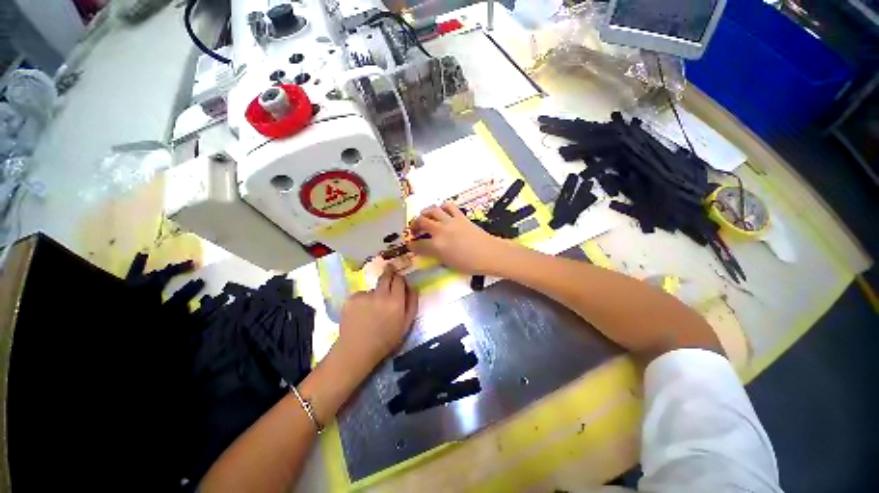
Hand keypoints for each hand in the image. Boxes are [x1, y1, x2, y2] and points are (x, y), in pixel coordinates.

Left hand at [336, 266, 417, 373]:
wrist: (357, 351)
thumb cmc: (386, 340)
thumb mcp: (406, 325)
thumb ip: (412, 303)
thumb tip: (412, 287)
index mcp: (395, 301)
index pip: (399, 279)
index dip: (400, 279)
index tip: (399, 281)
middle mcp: (380, 295)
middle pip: (386, 276)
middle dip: (389, 273)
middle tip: (389, 275)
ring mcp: (364, 296)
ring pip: (373, 288)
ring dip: (375, 294)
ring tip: (371, 310)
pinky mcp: (351, 299)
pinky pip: (361, 295)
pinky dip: (362, 300)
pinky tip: (361, 313)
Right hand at [409, 202, 509, 275]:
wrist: (490, 254)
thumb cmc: (470, 264)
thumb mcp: (448, 263)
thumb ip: (435, 255)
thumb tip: (428, 249)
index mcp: (437, 246)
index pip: (418, 244)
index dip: (411, 245)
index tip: (410, 244)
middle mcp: (440, 231)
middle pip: (421, 222)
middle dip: (414, 225)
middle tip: (414, 229)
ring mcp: (450, 221)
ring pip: (432, 210)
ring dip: (425, 213)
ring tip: (424, 217)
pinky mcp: (460, 216)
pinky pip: (448, 206)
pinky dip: (442, 207)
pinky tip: (441, 212)